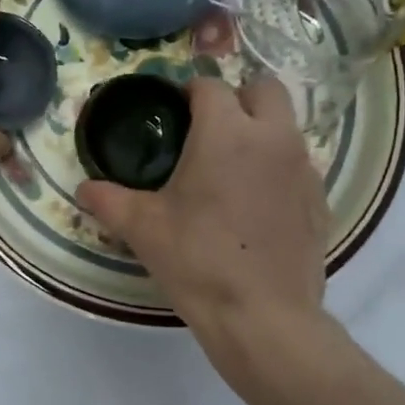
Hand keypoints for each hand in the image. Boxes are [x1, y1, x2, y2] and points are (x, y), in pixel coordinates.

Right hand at [78, 76, 330, 379]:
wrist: (263, 317)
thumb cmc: (197, 261)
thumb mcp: (143, 229)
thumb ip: (109, 201)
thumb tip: (84, 189)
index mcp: (227, 133)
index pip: (210, 86)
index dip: (188, 93)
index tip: (174, 111)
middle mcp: (273, 137)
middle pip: (264, 88)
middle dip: (238, 98)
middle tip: (210, 130)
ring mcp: (304, 168)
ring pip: (286, 126)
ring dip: (261, 131)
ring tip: (233, 169)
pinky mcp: (320, 200)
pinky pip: (300, 166)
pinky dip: (279, 169)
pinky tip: (258, 206)